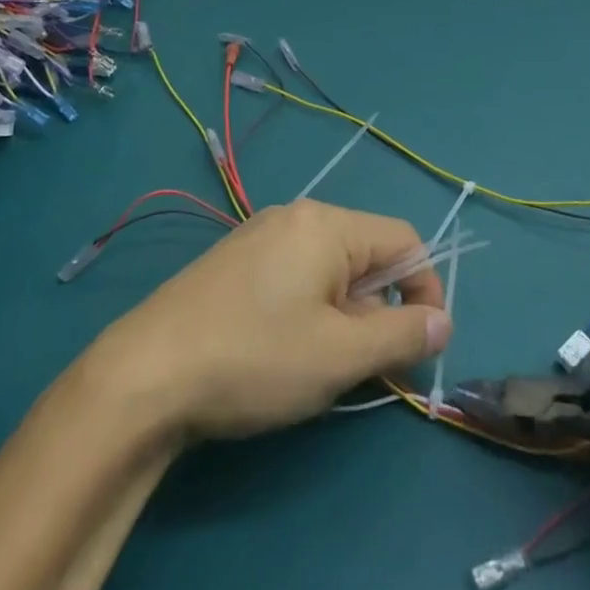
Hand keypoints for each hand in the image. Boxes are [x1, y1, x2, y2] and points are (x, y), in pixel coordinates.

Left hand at [88, 199, 452, 442]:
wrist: (147, 372)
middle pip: (365, 254)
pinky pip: (295, 276)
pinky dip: (311, 311)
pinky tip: (286, 353)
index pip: (403, 240)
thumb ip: (401, 335)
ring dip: (345, 316)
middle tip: (368, 367)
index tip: (424, 345)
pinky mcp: (236, 263)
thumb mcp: (340, 354)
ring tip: (324, 366)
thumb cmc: (256, 357)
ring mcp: (259, 237)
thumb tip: (442, 322)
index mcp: (326, 224)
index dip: (426, 290)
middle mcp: (294, 217)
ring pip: (329, 271)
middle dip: (380, 310)